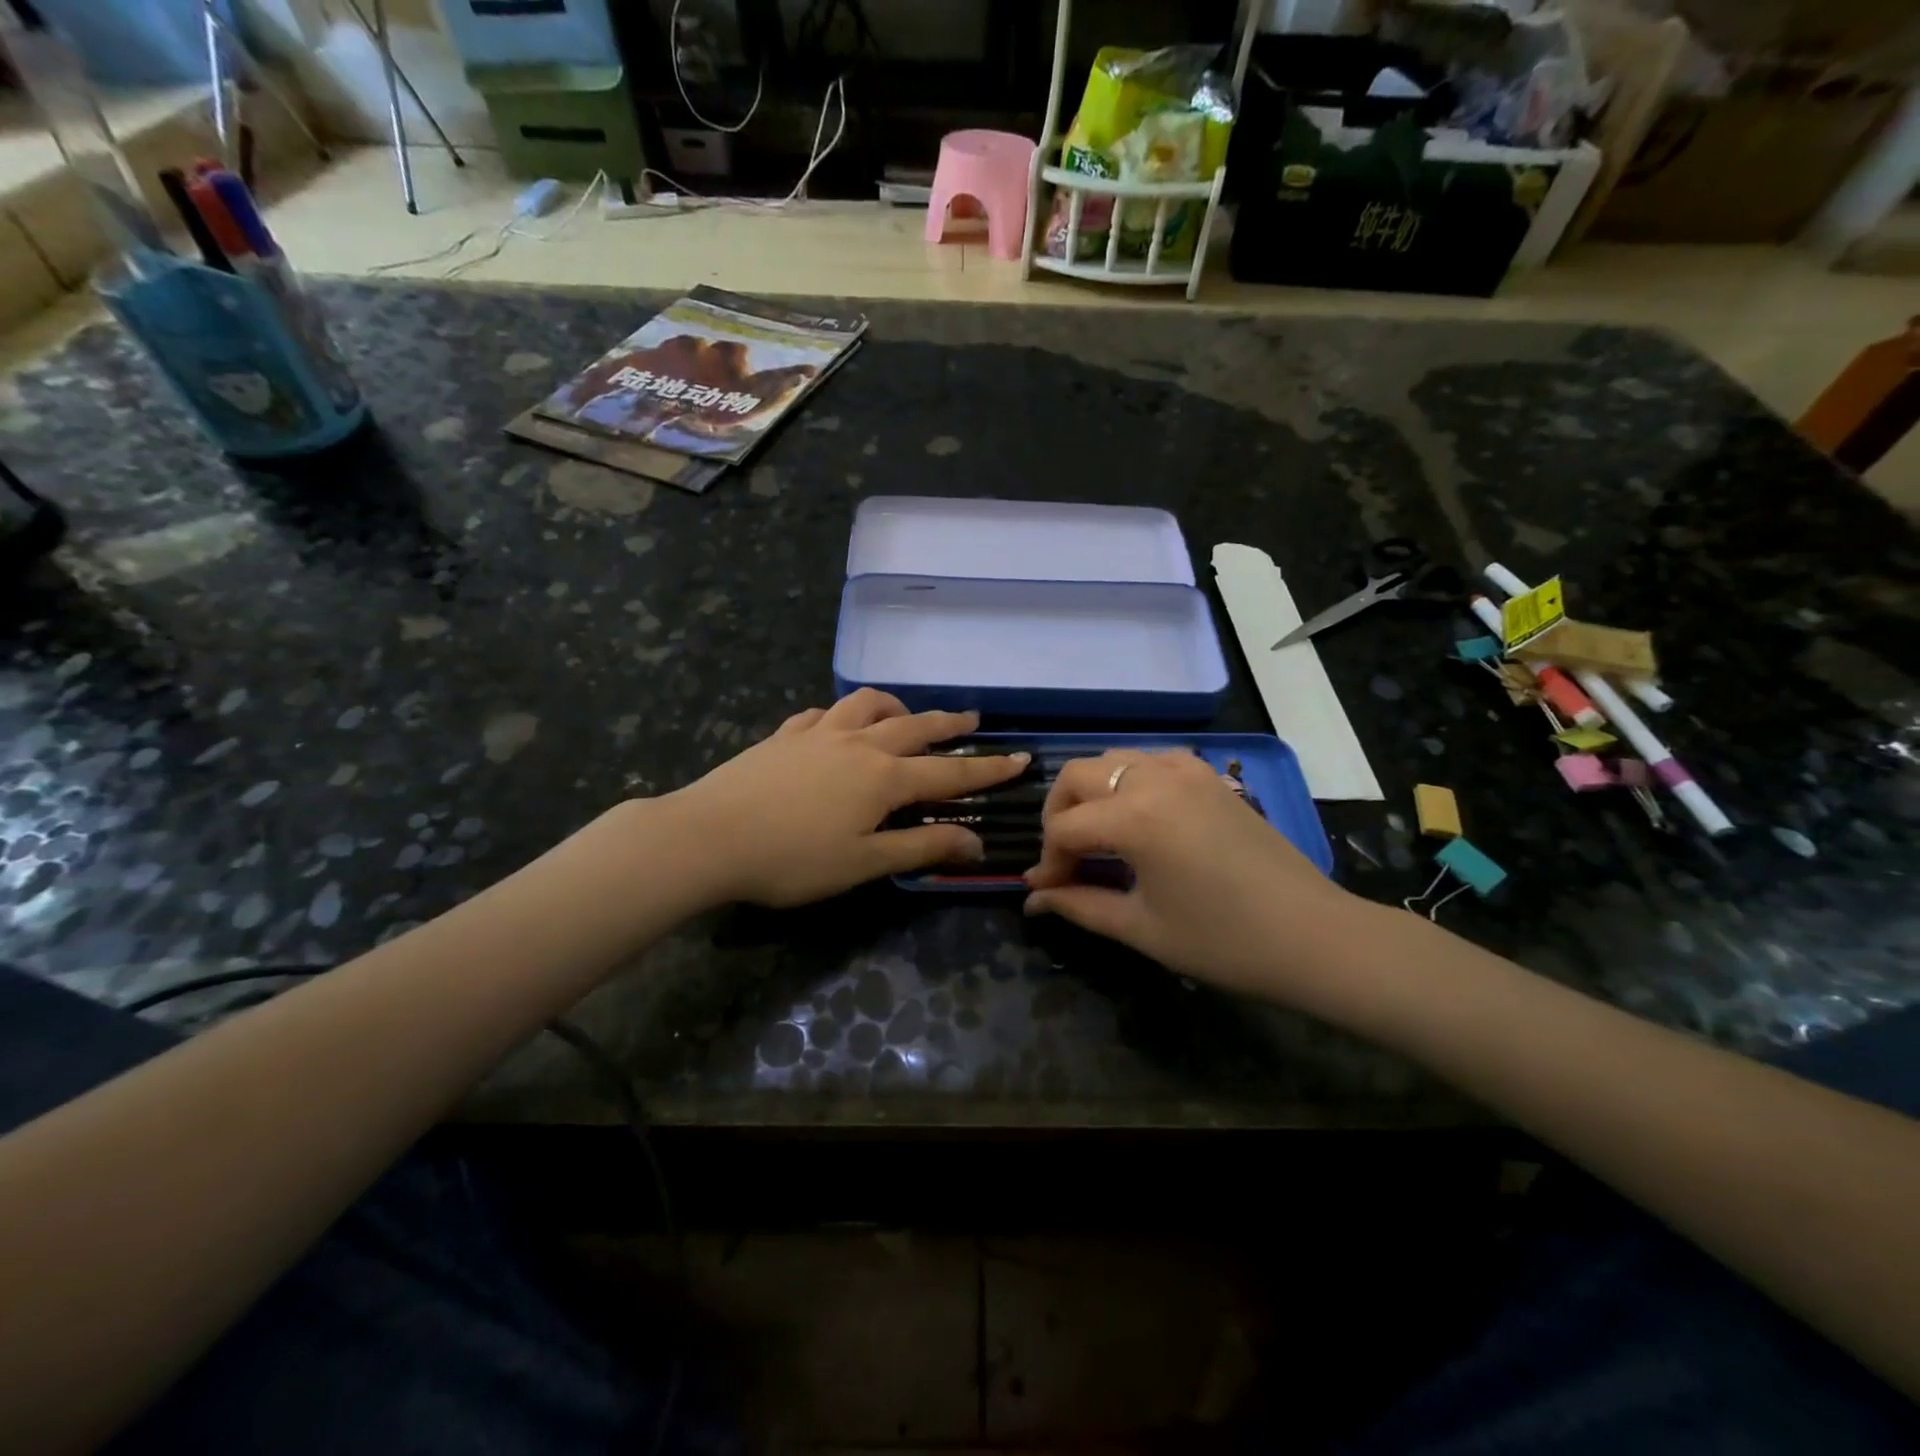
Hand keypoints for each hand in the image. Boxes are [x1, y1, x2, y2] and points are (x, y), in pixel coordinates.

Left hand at [665, 689, 1028, 906]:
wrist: (708, 837)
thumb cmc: (791, 860)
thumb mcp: (863, 863)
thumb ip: (921, 850)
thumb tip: (976, 843)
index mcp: (883, 778)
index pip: (949, 771)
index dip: (988, 769)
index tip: (1020, 759)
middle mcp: (858, 743)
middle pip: (914, 726)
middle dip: (948, 723)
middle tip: (972, 717)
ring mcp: (818, 733)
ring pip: (867, 705)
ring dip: (895, 707)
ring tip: (904, 714)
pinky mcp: (784, 735)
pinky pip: (823, 713)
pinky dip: (842, 714)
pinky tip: (837, 725)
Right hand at [1023, 750, 1365, 1000]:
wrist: (1314, 937)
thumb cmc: (1223, 941)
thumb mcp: (1141, 928)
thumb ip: (1079, 905)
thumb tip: (1033, 898)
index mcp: (1134, 816)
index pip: (1064, 828)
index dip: (1049, 861)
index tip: (1049, 892)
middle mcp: (1154, 778)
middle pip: (1078, 775)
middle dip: (1058, 814)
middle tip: (1065, 858)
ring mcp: (1187, 770)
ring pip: (1114, 759)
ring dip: (1093, 791)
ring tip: (1097, 835)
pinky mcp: (1211, 777)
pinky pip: (1153, 760)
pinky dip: (1131, 779)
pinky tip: (1140, 815)